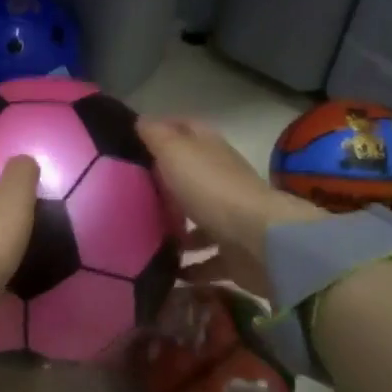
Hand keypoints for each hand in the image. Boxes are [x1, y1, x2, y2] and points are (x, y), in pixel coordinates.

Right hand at [137, 117, 322, 298]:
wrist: (258, 242)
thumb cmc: (211, 189)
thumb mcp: (175, 153)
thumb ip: (157, 136)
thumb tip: (141, 119)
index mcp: (210, 150)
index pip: (187, 129)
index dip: (166, 128)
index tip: (136, 137)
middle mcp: (223, 180)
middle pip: (192, 175)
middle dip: (167, 182)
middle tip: (132, 192)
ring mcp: (231, 218)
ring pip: (200, 219)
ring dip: (179, 229)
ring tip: (147, 237)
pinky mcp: (235, 253)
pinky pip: (208, 260)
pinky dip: (192, 266)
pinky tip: (170, 271)